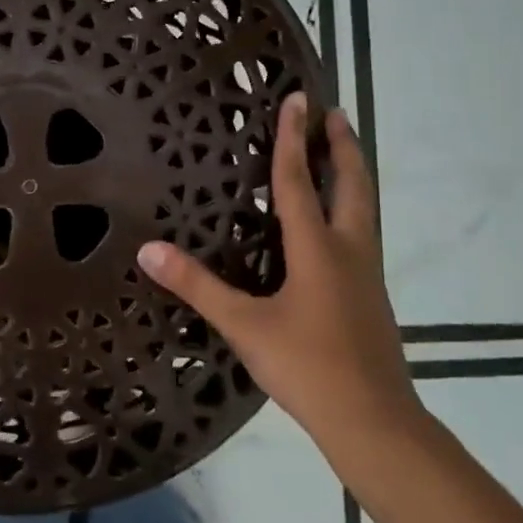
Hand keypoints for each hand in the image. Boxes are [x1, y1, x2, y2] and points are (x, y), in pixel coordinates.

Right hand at [136, 91, 421, 456]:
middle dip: (342, 146)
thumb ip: (197, 286)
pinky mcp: (371, 296)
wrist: (374, 422)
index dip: (293, 139)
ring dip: (352, 173)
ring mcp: (366, 274)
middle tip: (334, 113)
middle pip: (352, 185)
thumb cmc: (308, 367)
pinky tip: (336, 224)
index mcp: (318, 249)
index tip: (298, 99)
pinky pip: (361, 232)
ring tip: (341, 152)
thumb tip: (148, 249)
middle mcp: (348, 250)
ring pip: (364, 208)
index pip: (300, 181)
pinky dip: (351, 206)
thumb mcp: (244, 326)